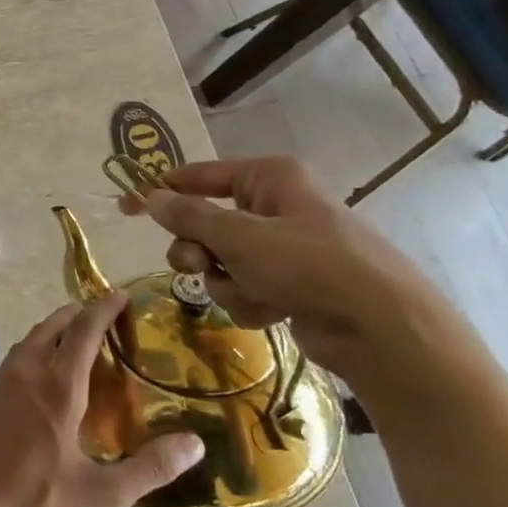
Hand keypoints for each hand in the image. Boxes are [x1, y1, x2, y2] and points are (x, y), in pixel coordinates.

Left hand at [0, 294, 205, 506]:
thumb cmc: (32, 502)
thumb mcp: (100, 496)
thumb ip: (149, 469)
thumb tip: (195, 443)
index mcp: (56, 388)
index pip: (82, 332)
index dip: (103, 309)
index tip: (121, 295)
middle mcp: (25, 374)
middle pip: (51, 327)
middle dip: (77, 314)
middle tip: (104, 316)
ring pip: (29, 341)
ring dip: (54, 330)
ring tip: (78, 340)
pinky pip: (16, 359)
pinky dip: (37, 350)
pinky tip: (46, 376)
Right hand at [119, 155, 466, 379]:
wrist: (382, 330)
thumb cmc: (310, 266)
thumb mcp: (239, 237)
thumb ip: (188, 217)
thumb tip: (149, 197)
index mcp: (268, 178)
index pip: (197, 176)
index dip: (160, 192)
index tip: (126, 207)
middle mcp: (274, 206)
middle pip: (204, 224)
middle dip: (198, 251)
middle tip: (200, 265)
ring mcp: (283, 247)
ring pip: (219, 261)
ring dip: (226, 281)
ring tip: (255, 293)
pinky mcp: (290, 284)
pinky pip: (243, 286)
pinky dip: (249, 300)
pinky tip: (274, 310)